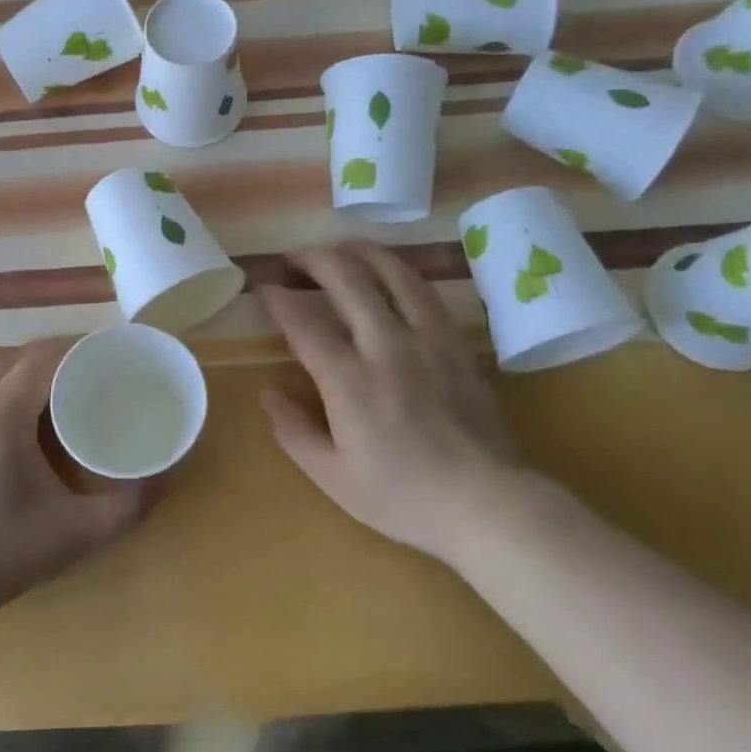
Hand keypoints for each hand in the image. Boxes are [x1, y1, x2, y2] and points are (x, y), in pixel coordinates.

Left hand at [0, 337, 161, 623]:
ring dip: (26, 363)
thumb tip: (168, 475)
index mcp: (0, 416)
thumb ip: (129, 504)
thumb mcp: (77, 534)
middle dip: (56, 352)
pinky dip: (3, 379)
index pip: (43, 358)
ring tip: (61, 383)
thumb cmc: (1, 555)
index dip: (78, 347)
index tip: (111, 352)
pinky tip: (22, 411)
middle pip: (17, 354)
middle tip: (93, 367)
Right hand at [259, 240, 523, 560]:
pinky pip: (425, 292)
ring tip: (339, 247)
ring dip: (360, 252)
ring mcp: (427, 341)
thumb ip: (294, 432)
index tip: (263, 287)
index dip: (278, 298)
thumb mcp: (334, 478)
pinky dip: (400, 272)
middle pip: (348, 279)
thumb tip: (267, 393)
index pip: (304, 322)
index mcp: (349, 382)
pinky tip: (390, 272)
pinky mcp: (456, 344)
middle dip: (314, 258)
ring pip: (392, 274)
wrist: (487, 504)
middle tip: (294, 256)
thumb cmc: (404, 498)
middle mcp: (387, 347)